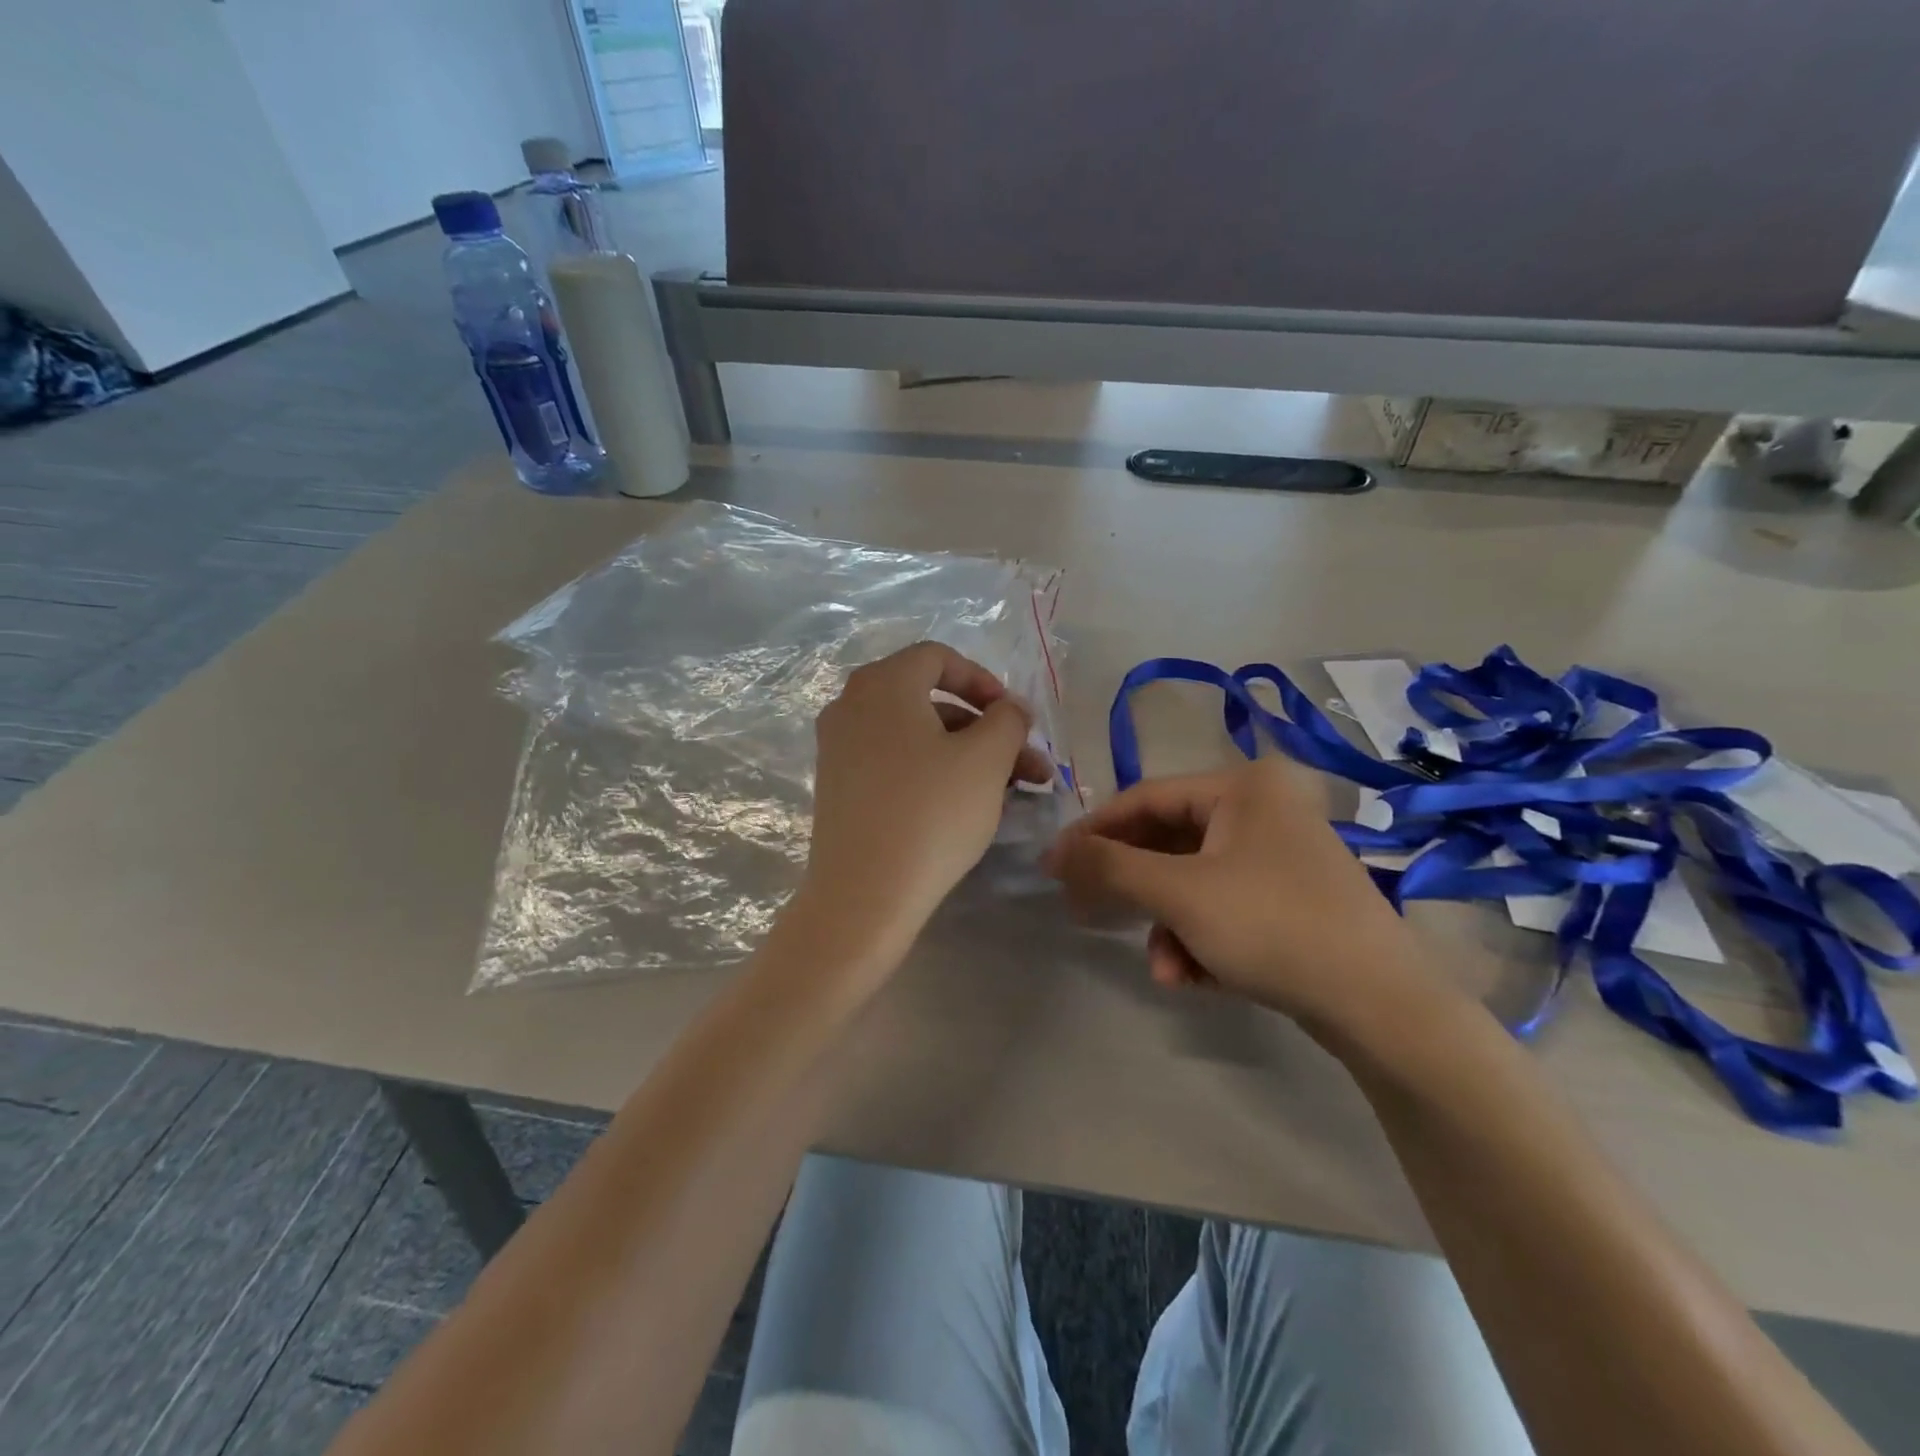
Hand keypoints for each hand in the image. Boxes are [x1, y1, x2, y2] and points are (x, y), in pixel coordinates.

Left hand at [794, 642, 1053, 969]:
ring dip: (967, 754)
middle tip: (1028, 763)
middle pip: (929, 701)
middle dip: (986, 728)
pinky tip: (966, 805)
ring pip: (916, 736)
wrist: (864, 895)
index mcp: (882, 684)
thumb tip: (1010, 707)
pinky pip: (893, 762)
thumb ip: (1007, 719)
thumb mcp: (986, 759)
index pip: (938, 658)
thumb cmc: (931, 813)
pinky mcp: (837, 788)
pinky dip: (933, 771)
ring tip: (1011, 791)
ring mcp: (838, 748)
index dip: (985, 681)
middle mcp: (851, 706)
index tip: (1015, 717)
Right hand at [1043, 757, 1451, 1032]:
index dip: (1095, 831)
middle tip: (1089, 914)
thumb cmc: (1272, 926)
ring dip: (1168, 926)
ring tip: (1166, 969)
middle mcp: (1264, 808)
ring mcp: (1280, 854)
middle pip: (1169, 842)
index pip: (1146, 798)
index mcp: (1243, 786)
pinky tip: (1195, 978)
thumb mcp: (1179, 894)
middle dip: (1136, 891)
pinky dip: (1201, 939)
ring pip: (1194, 882)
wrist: (1382, 1006)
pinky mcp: (1290, 898)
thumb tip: (1053, 850)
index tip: (1056, 866)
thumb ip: (1109, 865)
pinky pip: (1223, 906)